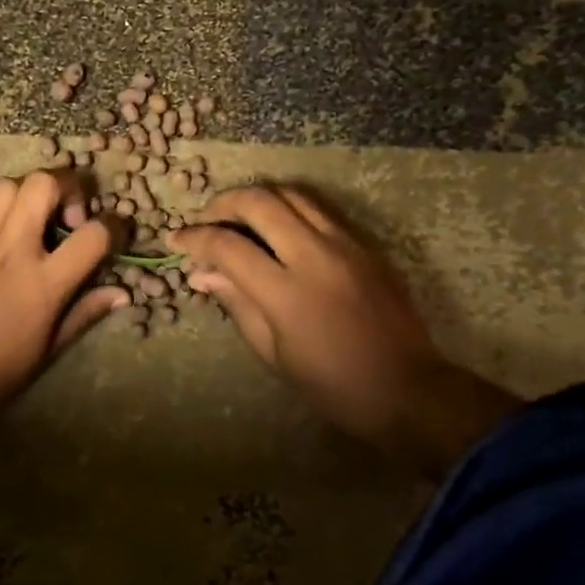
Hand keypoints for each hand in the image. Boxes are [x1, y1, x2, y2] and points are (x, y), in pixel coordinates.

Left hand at [0, 170, 126, 430]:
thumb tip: (121, 294)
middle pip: (43, 184)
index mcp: (42, 283)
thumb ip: (84, 314)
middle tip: (68, 214)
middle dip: (66, 186)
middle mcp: (11, 250)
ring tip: (31, 219)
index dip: (114, 226)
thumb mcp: (46, 351)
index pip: (93, 235)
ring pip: (6, 185)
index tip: (114, 232)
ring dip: (27, 194)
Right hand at [168, 185, 513, 466]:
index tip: (176, 239)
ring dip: (257, 198)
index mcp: (287, 292)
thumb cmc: (333, 385)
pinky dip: (288, 206)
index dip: (195, 238)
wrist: (409, 390)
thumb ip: (237, 303)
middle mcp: (315, 255)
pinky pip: (318, 208)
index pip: (228, 245)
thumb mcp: (274, 353)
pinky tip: (277, 225)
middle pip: (259, 202)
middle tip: (204, 219)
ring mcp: (345, 244)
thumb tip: (202, 273)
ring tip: (237, 216)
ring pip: (291, 194)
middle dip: (222, 203)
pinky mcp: (364, 244)